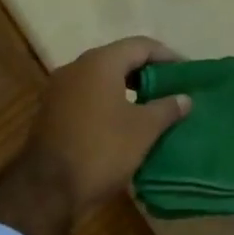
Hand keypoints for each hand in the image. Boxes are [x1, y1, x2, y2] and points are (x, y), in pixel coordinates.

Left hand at [24, 36, 190, 212]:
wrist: (46, 188)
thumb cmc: (102, 150)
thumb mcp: (143, 130)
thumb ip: (167, 108)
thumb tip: (184, 98)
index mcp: (100, 63)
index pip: (141, 46)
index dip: (167, 56)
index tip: (187, 72)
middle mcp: (76, 67)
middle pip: (119, 59)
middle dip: (147, 72)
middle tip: (171, 88)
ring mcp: (59, 89)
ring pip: (101, 78)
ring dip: (127, 88)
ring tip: (151, 106)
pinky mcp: (51, 111)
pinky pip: (87, 95)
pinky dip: (108, 101)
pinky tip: (123, 121)